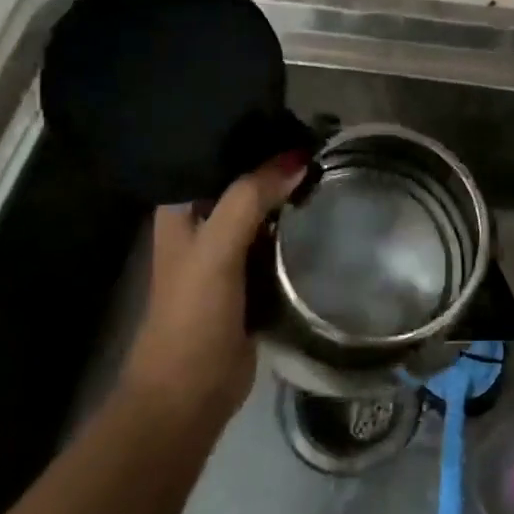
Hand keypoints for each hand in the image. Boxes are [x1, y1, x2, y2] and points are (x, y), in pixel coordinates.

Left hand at [123, 152, 308, 420]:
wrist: (189, 393)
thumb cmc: (192, 314)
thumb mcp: (217, 249)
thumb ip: (250, 199)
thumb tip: (298, 158)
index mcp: (182, 209)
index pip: (216, 156)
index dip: (250, 138)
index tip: (294, 119)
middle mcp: (203, 223)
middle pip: (244, 182)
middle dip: (277, 165)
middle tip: (322, 143)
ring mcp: (228, 251)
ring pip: (264, 211)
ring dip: (290, 196)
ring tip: (331, 167)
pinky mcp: (252, 277)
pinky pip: (277, 241)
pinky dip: (297, 228)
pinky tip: (325, 210)